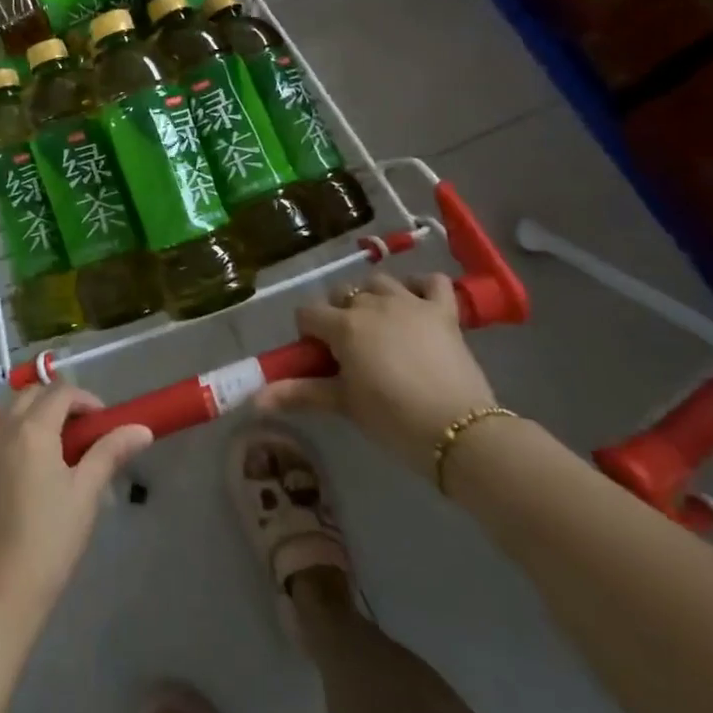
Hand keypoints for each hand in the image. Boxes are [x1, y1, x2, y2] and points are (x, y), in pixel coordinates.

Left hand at [0, 383, 152, 636]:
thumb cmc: (48, 541)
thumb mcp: (85, 494)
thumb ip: (110, 452)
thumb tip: (141, 429)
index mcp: (31, 429)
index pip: (61, 392)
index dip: (86, 400)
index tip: (103, 423)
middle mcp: (1, 427)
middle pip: (32, 394)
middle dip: (59, 403)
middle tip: (82, 434)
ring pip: (10, 411)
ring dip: (34, 416)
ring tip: (57, 451)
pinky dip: (14, 434)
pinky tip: (28, 469)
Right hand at [257, 272, 497, 478]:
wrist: (458, 431)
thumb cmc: (392, 418)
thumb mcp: (343, 404)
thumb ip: (298, 393)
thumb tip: (253, 401)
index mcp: (343, 325)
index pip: (308, 314)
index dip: (309, 333)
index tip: (319, 357)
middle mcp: (372, 304)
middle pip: (342, 294)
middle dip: (340, 314)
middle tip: (350, 349)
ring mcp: (410, 303)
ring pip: (380, 282)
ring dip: (374, 298)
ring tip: (380, 326)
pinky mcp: (444, 312)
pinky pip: (432, 281)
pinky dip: (422, 286)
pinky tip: (417, 302)